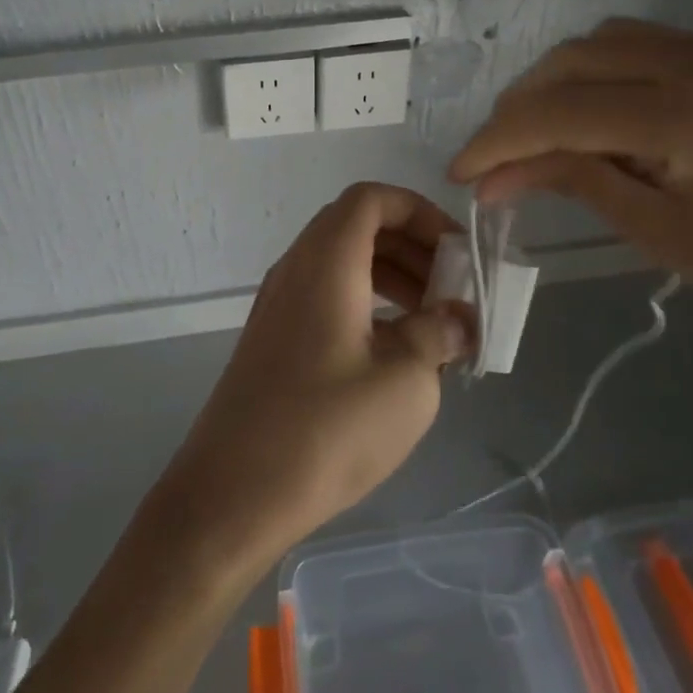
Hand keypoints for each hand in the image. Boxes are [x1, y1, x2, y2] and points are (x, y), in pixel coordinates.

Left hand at [155, 184, 469, 573]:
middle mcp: (296, 269)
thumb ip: (438, 334)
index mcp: (326, 261)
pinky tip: (394, 352)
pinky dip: (365, 303)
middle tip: (453, 289)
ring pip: (342, 263)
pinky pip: (326, 295)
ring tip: (433, 321)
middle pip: (358, 227)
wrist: (234, 493)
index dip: (421, 212)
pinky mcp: (273, 338)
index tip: (457, 253)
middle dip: (413, 247)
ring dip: (391, 277)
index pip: (372, 199)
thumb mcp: (405, 381)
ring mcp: (278, 303)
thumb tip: (458, 318)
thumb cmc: (327, 430)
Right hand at [449, 19, 692, 383]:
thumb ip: (571, 179)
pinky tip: (600, 108)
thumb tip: (492, 175)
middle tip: (496, 151)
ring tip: (541, 127)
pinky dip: (606, 70)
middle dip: (521, 104)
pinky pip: (652, 43)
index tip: (460, 168)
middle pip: (576, 60)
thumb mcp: (652, 228)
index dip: (500, 138)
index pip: (563, 111)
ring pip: (609, 40)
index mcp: (692, 117)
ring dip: (560, 79)